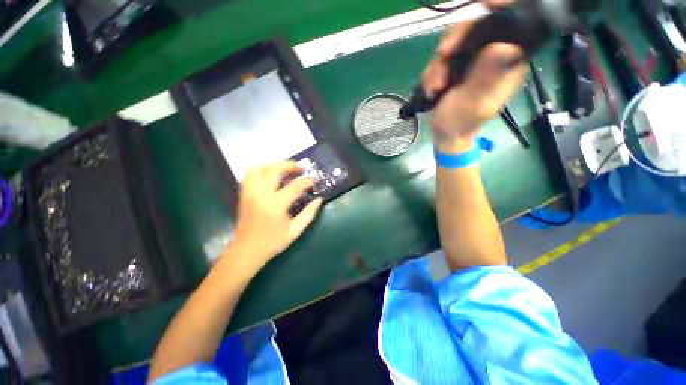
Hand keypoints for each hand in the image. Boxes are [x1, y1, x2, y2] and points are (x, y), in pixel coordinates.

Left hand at [228, 161, 322, 272]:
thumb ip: (309, 213)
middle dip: (290, 165)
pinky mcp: (243, 193)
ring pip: (260, 167)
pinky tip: (270, 175)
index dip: (306, 181)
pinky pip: (249, 173)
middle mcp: (261, 194)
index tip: (313, 181)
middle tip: (300, 169)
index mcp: (276, 205)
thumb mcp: (295, 230)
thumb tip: (319, 199)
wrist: (246, 250)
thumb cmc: (272, 242)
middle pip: (275, 169)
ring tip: (285, 169)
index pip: (295, 186)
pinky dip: (260, 170)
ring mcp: (250, 192)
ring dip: (274, 164)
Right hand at [422, 1, 526, 152]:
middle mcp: (493, 55)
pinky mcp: (457, 66)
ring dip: (438, 64)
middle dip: (455, 43)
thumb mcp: (474, 103)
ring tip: (434, 87)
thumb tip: (503, 46)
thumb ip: (486, 77)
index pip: (511, 25)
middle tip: (441, 56)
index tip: (485, 2)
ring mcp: (473, 60)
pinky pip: (443, 57)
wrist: (445, 134)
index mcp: (508, 61)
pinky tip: (431, 88)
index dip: (501, 9)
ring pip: (456, 42)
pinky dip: (432, 72)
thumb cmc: (461, 123)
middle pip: (478, 27)